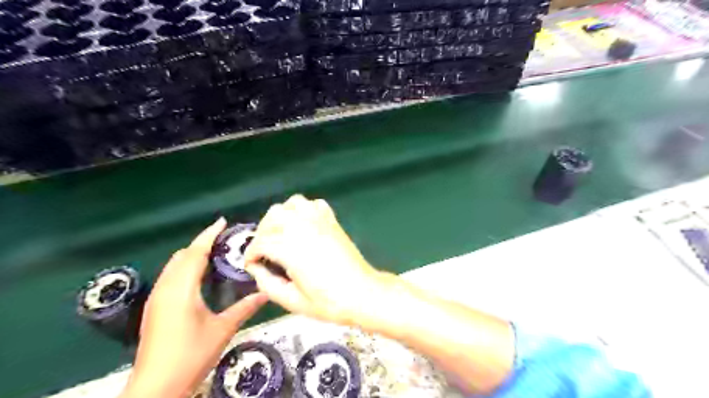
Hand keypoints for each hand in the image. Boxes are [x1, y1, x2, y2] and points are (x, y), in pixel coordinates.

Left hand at [120, 218, 266, 397]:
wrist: (155, 388)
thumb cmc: (191, 355)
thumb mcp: (223, 329)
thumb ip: (245, 307)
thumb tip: (267, 292)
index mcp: (181, 289)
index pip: (195, 253)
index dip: (208, 235)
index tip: (222, 221)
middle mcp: (165, 288)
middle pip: (182, 255)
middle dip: (201, 242)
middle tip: (224, 238)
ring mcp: (157, 298)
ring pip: (174, 266)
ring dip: (192, 254)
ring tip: (214, 252)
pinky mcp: (155, 308)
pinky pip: (171, 276)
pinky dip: (185, 267)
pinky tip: (199, 276)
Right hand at [246, 194, 387, 327]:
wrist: (362, 293)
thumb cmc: (328, 302)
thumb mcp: (292, 301)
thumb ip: (267, 284)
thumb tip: (256, 269)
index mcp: (291, 248)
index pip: (261, 242)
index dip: (251, 254)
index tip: (251, 264)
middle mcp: (303, 228)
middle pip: (273, 216)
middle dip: (263, 232)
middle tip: (264, 250)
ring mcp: (320, 221)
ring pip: (292, 204)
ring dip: (281, 216)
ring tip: (281, 233)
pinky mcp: (332, 220)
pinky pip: (314, 204)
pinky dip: (304, 210)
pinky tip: (303, 225)